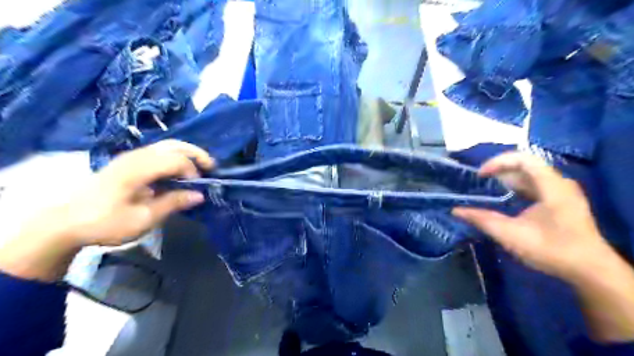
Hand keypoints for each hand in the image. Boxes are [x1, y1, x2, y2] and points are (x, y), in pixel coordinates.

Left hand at [57, 139, 213, 246]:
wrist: (64, 222)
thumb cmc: (104, 223)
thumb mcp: (142, 219)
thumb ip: (172, 203)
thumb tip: (199, 195)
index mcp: (137, 170)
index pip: (175, 160)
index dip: (192, 171)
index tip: (198, 189)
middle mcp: (135, 157)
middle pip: (173, 145)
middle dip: (196, 153)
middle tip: (211, 166)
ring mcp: (130, 157)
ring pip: (166, 146)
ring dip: (186, 154)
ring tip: (200, 167)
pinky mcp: (128, 162)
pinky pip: (158, 152)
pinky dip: (175, 157)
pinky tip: (179, 171)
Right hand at [454, 152, 633, 342]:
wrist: (590, 271)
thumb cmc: (551, 249)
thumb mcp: (510, 234)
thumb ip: (481, 219)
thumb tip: (455, 210)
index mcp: (551, 185)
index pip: (522, 158)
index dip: (497, 162)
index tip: (480, 175)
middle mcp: (559, 183)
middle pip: (525, 165)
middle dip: (499, 170)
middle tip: (480, 181)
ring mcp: (562, 192)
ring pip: (530, 175)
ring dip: (507, 179)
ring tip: (488, 188)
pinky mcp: (562, 202)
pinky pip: (536, 185)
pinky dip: (517, 188)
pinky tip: (506, 199)